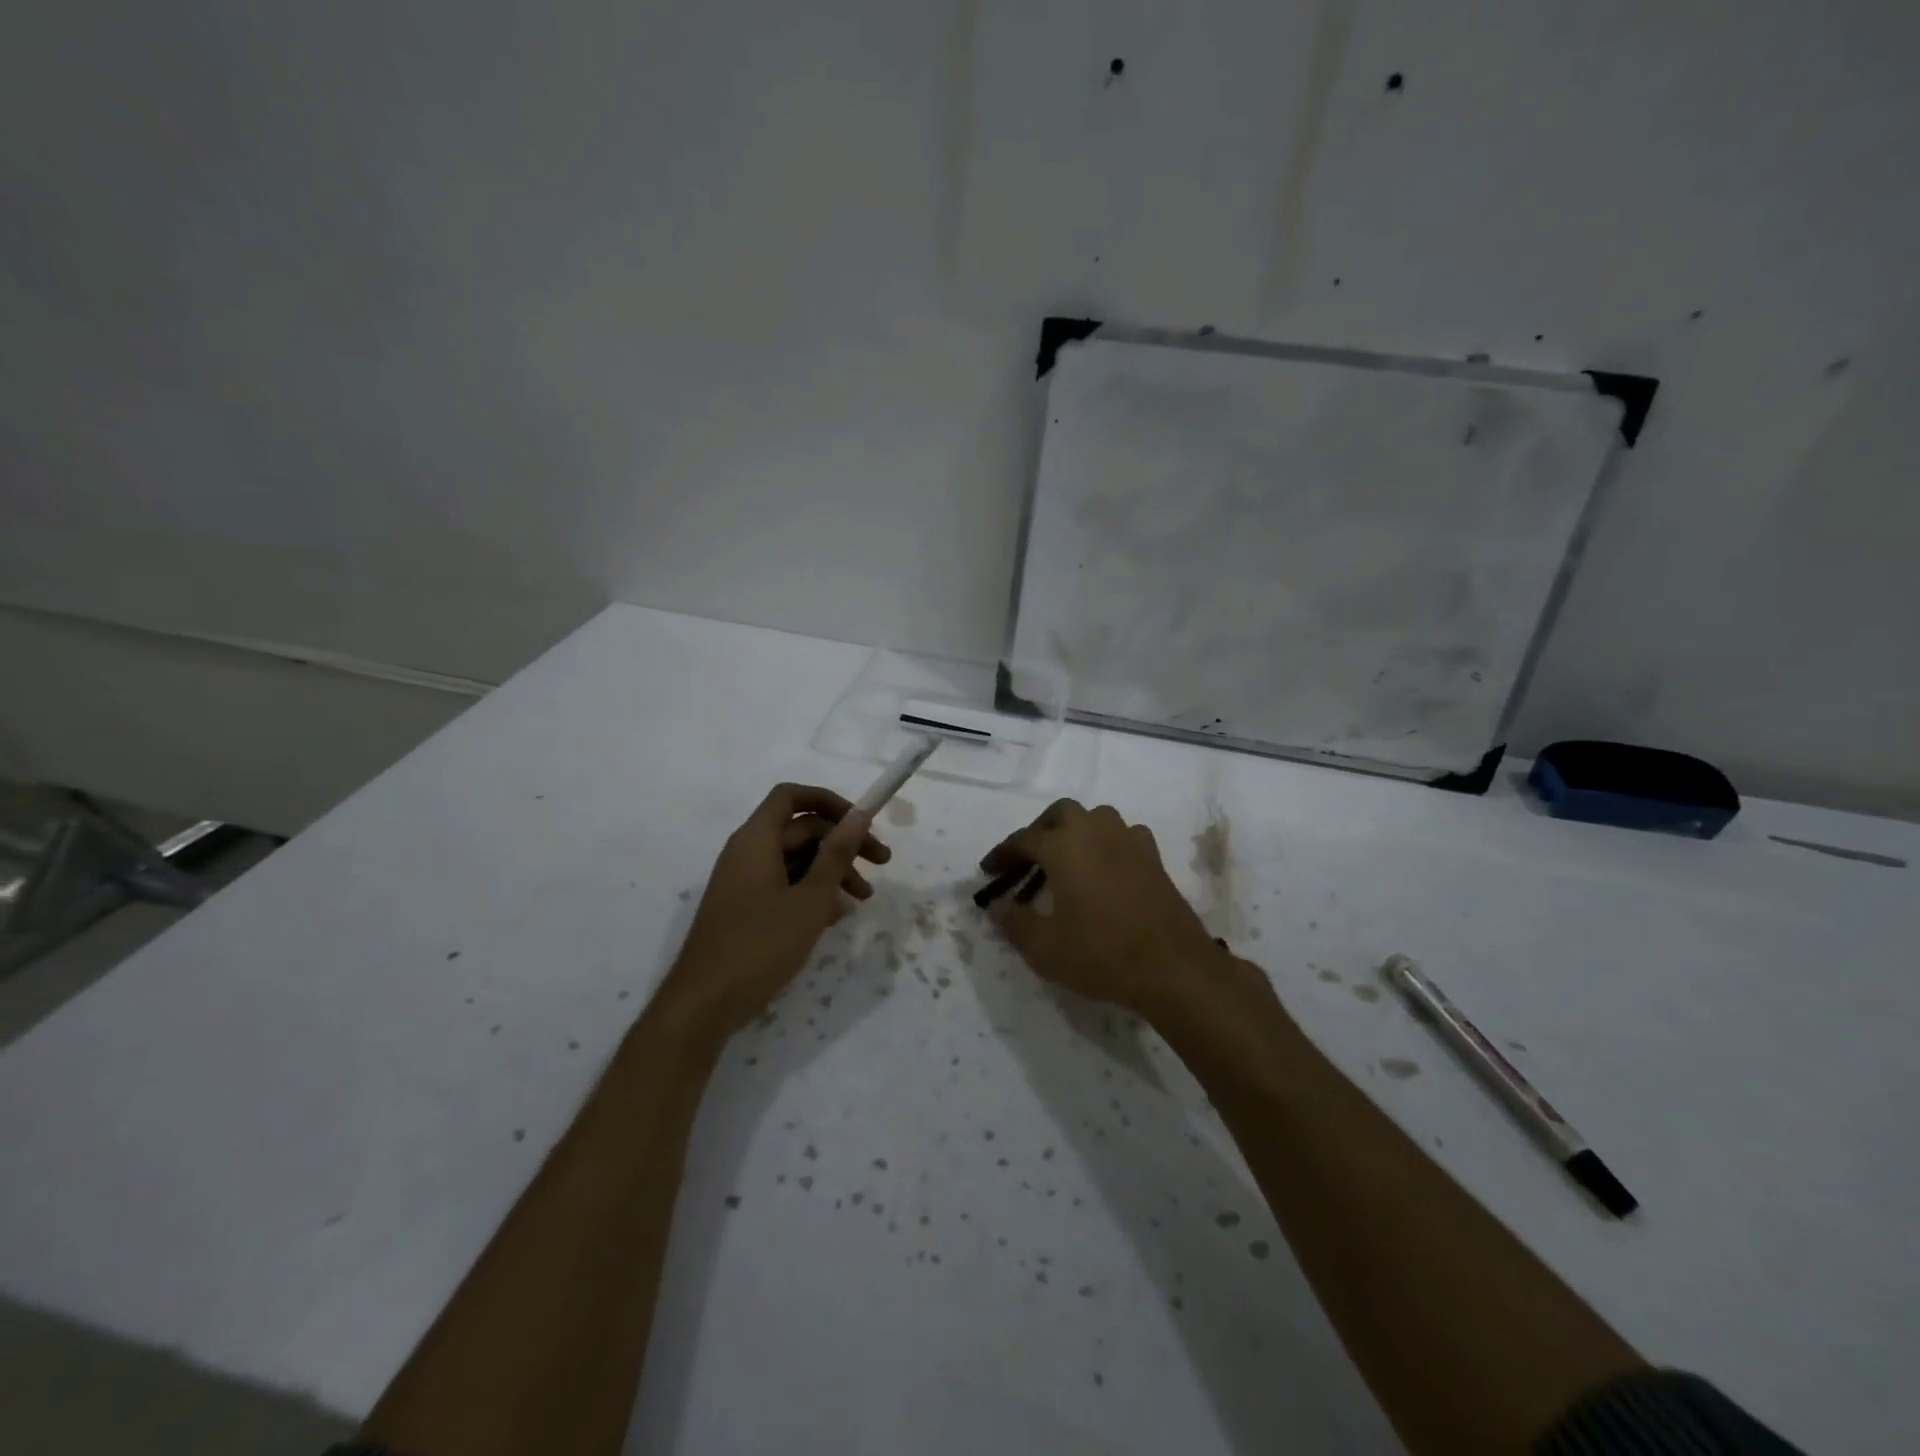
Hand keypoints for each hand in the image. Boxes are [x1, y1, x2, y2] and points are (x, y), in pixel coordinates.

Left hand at [660, 784, 889, 1037]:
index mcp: (756, 839)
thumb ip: (836, 854)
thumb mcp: (810, 899)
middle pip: (800, 829)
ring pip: (795, 859)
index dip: (829, 801)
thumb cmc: (760, 945)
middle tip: (881, 865)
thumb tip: (859, 815)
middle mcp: (747, 852)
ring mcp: (744, 881)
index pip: (792, 796)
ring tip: (862, 900)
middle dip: (842, 843)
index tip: (862, 822)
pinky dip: (811, 892)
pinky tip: (834, 917)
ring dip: (831, 871)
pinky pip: (783, 884)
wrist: (704, 1004)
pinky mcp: (745, 907)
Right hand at [979, 800, 1260, 1024]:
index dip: (1002, 854)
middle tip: (1028, 858)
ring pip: (1095, 817)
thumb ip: (1014, 922)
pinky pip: (1123, 835)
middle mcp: (1095, 832)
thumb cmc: (1101, 954)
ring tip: (1065, 860)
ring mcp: (1129, 841)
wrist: (1173, 968)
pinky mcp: (1153, 857)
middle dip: (1040, 830)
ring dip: (1076, 831)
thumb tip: (997, 905)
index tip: (989, 871)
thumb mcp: (1044, 947)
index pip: (1024, 839)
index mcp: (1063, 846)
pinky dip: (1107, 843)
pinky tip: (1104, 867)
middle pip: (1061, 813)